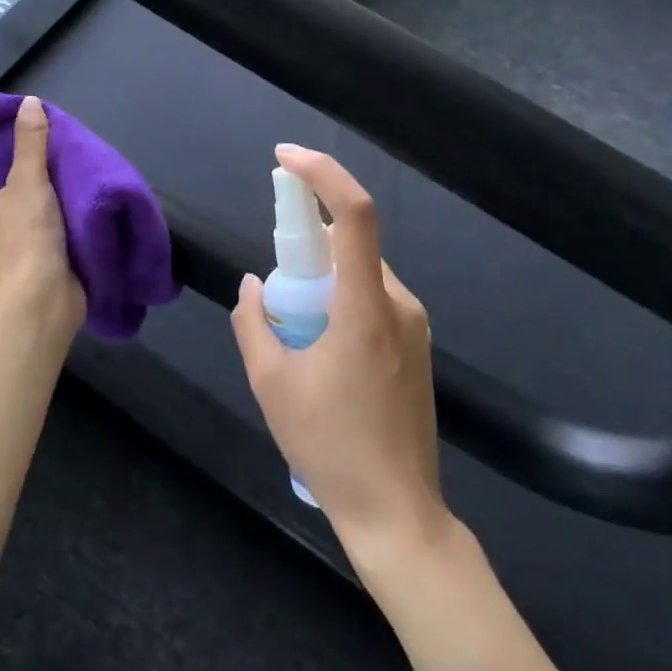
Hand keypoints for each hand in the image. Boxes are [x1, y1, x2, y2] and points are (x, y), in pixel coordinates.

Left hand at [0, 96, 85, 323]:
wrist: (45, 295)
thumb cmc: (24, 235)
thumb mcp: (30, 181)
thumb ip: (30, 144)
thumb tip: (29, 102)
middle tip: (2, 167)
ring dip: (8, 212)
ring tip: (34, 185)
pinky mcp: (22, 272)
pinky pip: (21, 245)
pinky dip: (32, 232)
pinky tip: (56, 215)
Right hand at [230, 145, 445, 550]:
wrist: (397, 513)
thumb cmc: (330, 447)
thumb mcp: (271, 384)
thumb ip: (254, 322)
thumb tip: (256, 285)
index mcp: (365, 309)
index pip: (355, 216)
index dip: (322, 174)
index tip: (285, 157)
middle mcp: (399, 305)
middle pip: (351, 246)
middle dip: (307, 250)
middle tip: (276, 297)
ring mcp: (415, 326)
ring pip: (360, 276)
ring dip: (323, 284)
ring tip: (297, 342)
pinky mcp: (417, 346)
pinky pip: (373, 301)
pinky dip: (340, 304)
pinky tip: (322, 357)